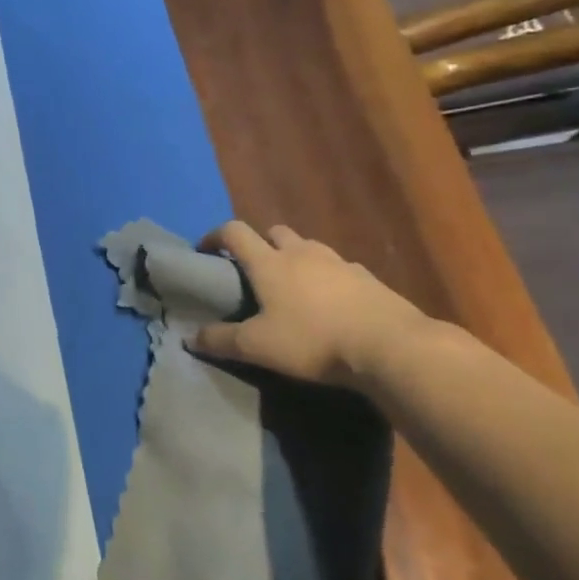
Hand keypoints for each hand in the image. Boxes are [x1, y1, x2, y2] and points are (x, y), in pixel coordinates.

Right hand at [190, 220, 438, 389]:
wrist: (389, 346)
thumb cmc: (313, 341)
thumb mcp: (258, 347)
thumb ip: (221, 340)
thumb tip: (189, 337)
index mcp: (269, 263)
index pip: (235, 232)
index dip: (215, 236)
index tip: (205, 250)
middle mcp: (302, 253)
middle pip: (274, 232)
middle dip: (260, 244)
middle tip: (254, 270)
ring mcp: (338, 262)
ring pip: (308, 247)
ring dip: (295, 258)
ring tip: (293, 288)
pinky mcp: (367, 278)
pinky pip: (338, 268)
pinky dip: (327, 277)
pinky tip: (331, 303)